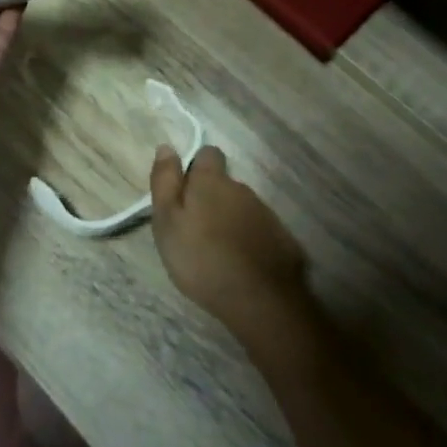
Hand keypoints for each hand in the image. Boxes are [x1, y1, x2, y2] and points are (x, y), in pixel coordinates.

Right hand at [150, 145, 307, 342]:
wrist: (258, 299)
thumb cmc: (201, 258)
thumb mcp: (167, 221)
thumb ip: (165, 182)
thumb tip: (166, 146)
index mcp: (212, 182)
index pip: (208, 153)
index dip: (195, 168)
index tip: (184, 191)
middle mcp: (242, 189)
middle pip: (224, 184)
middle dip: (211, 198)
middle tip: (194, 228)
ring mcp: (265, 214)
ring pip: (241, 207)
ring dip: (229, 219)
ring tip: (217, 250)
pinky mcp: (281, 239)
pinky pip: (258, 230)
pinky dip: (247, 239)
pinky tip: (240, 263)